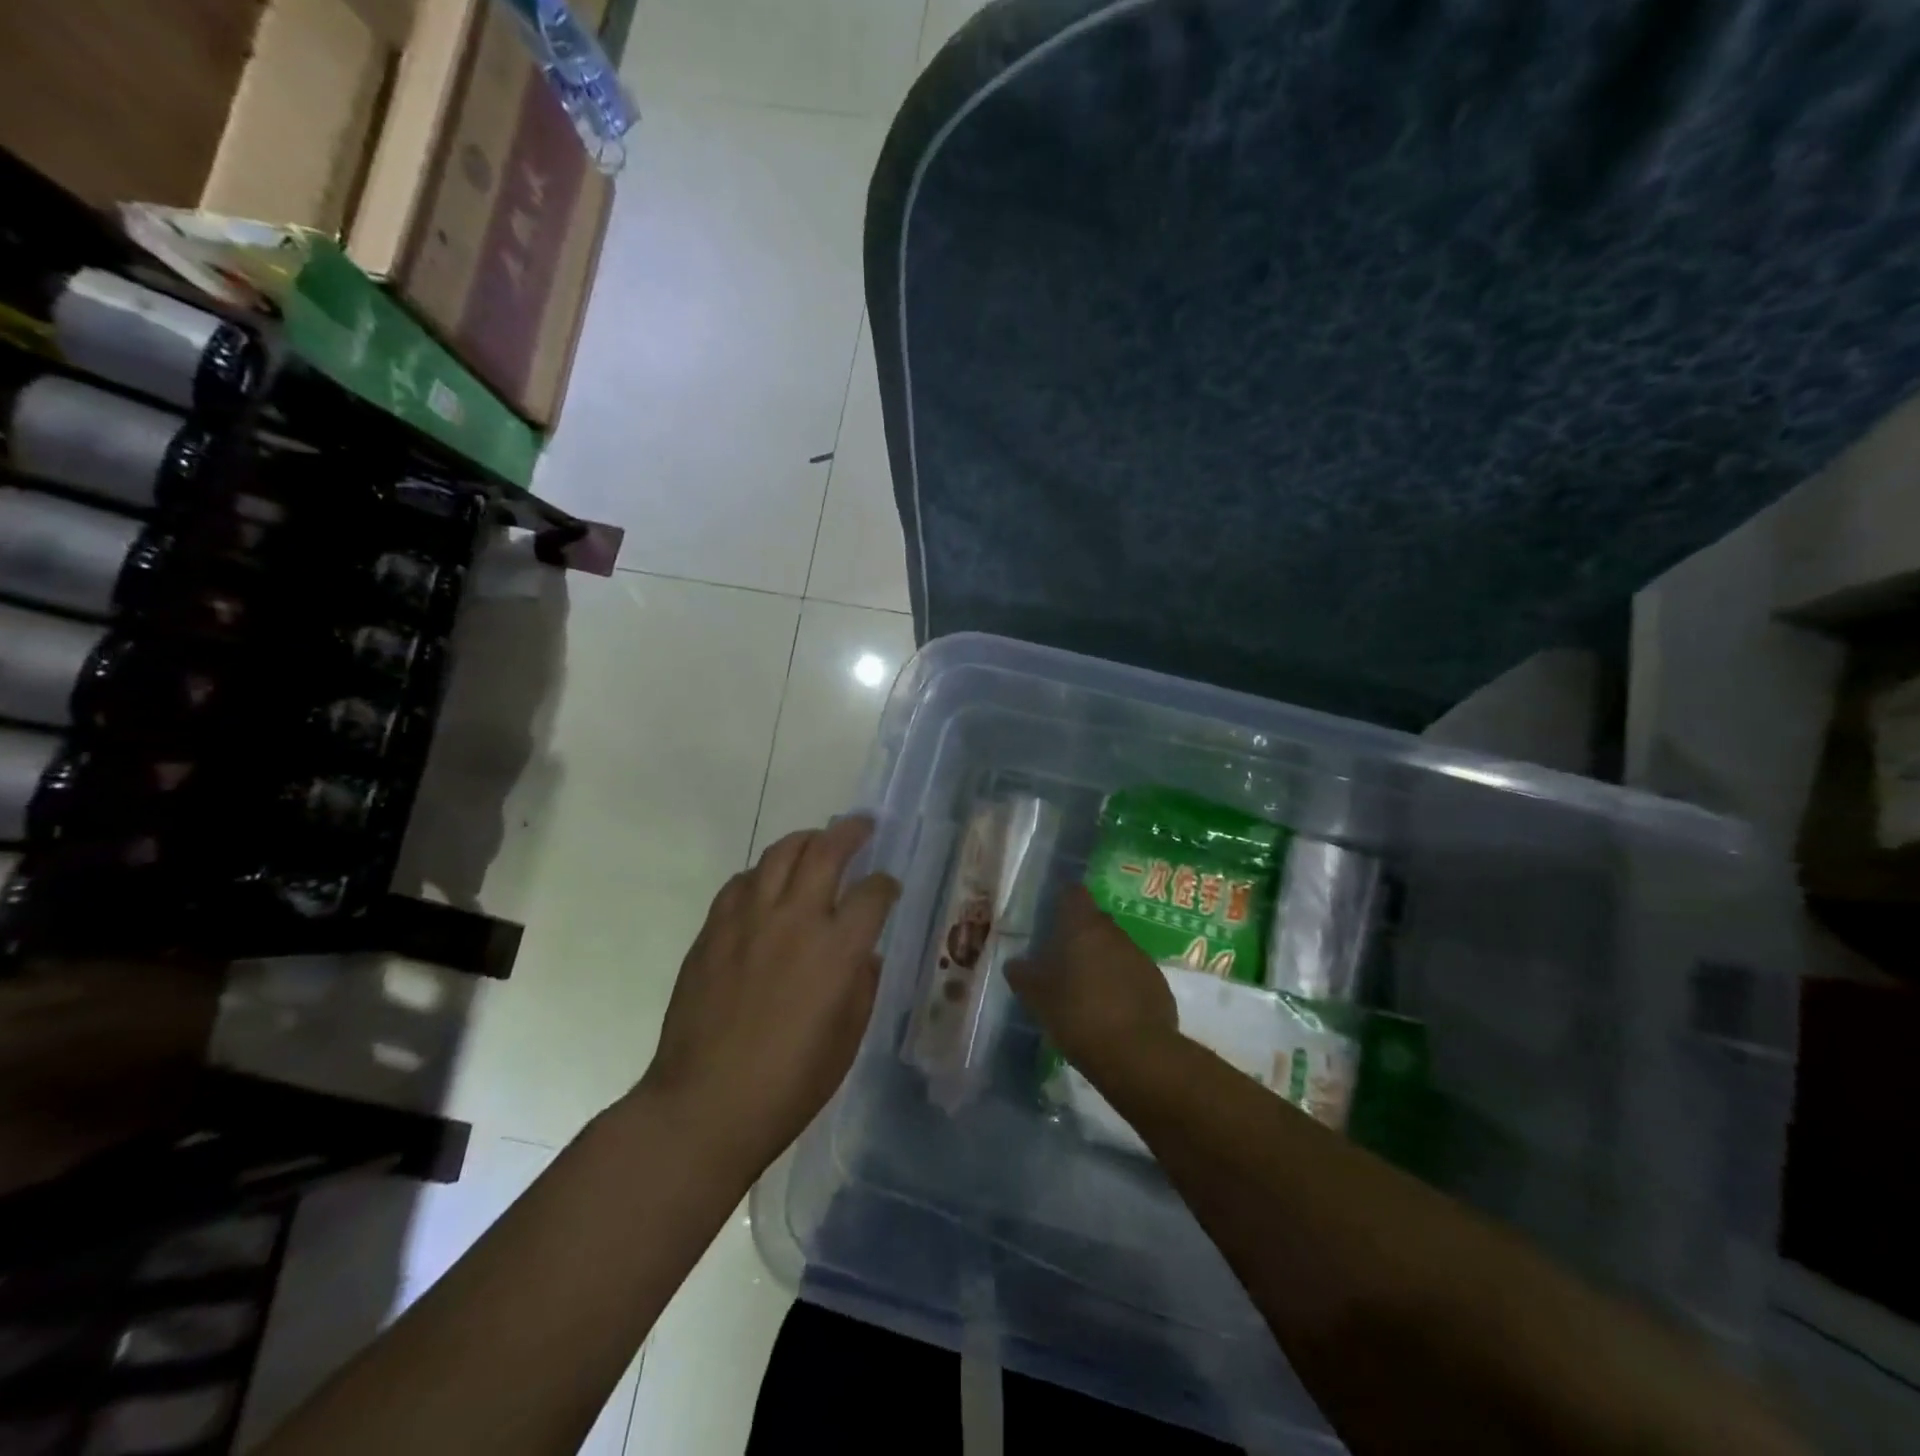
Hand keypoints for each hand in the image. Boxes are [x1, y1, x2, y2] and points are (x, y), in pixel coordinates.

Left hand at [639, 817, 899, 1175]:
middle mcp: (795, 920)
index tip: (888, 886)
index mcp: (837, 950)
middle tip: (862, 826)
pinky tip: (766, 884)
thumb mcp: (847, 1039)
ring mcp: (748, 920)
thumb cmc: (789, 1084)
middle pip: (826, 852)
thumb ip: (862, 985)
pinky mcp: (713, 930)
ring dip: (805, 840)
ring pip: (779, 855)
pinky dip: (761, 873)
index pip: (872, 893)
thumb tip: (863, 953)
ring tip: (816, 841)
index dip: (886, 884)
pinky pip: (740, 882)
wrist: (705, 1105)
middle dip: (850, 833)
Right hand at [1007, 885, 1175, 1080]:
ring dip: (1102, 960)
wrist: (1137, 1055)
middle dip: (1080, 934)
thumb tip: (1014, 963)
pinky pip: (1134, 974)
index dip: (1063, 899)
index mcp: (1083, 927)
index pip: (1074, 893)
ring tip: (1086, 988)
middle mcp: (1115, 934)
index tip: (1051, 913)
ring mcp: (1141, 958)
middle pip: (1096, 921)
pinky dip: (1121, 983)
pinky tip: (1111, 1009)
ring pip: (1116, 948)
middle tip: (1062, 957)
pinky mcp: (1158, 984)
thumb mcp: (1037, 998)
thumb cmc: (1078, 1015)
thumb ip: (1023, 975)